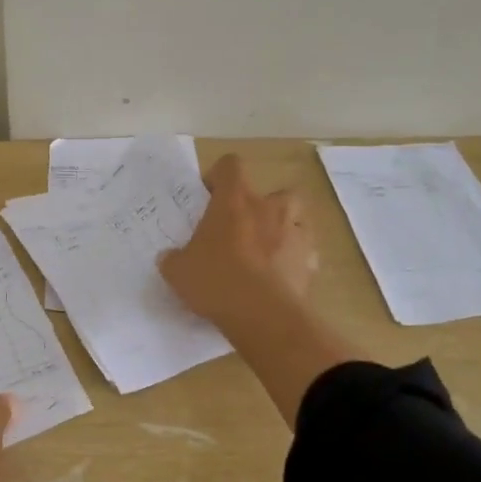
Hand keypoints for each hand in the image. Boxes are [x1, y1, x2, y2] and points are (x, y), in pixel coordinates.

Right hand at [159, 154, 318, 330]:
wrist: (263, 315)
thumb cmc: (216, 281)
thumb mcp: (179, 272)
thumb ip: (173, 259)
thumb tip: (169, 257)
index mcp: (234, 201)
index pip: (230, 166)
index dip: (220, 177)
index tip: (210, 197)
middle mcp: (269, 208)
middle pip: (274, 192)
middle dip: (262, 207)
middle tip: (243, 229)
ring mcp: (295, 233)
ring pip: (296, 219)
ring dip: (284, 230)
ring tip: (267, 252)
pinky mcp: (311, 261)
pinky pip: (305, 253)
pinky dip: (294, 261)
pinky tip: (279, 279)